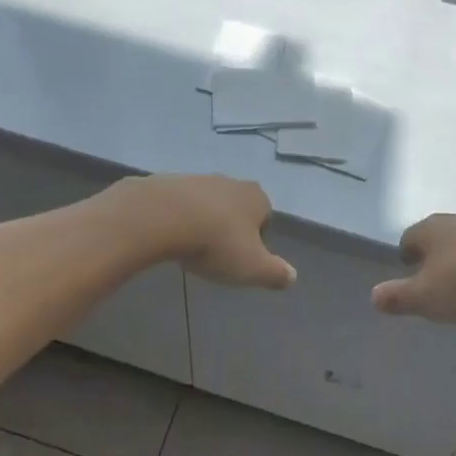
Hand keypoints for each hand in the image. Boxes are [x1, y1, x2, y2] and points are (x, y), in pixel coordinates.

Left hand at [113, 175, 295, 289]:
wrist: (163, 216)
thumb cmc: (217, 243)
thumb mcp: (253, 267)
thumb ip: (275, 273)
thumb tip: (292, 277)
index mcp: (256, 198)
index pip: (266, 216)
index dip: (257, 238)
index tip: (243, 258)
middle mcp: (230, 182)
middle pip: (236, 206)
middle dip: (230, 226)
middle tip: (218, 253)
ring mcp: (198, 179)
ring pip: (207, 202)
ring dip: (203, 220)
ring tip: (191, 246)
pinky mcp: (169, 181)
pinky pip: (179, 202)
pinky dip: (178, 216)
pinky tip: (169, 235)